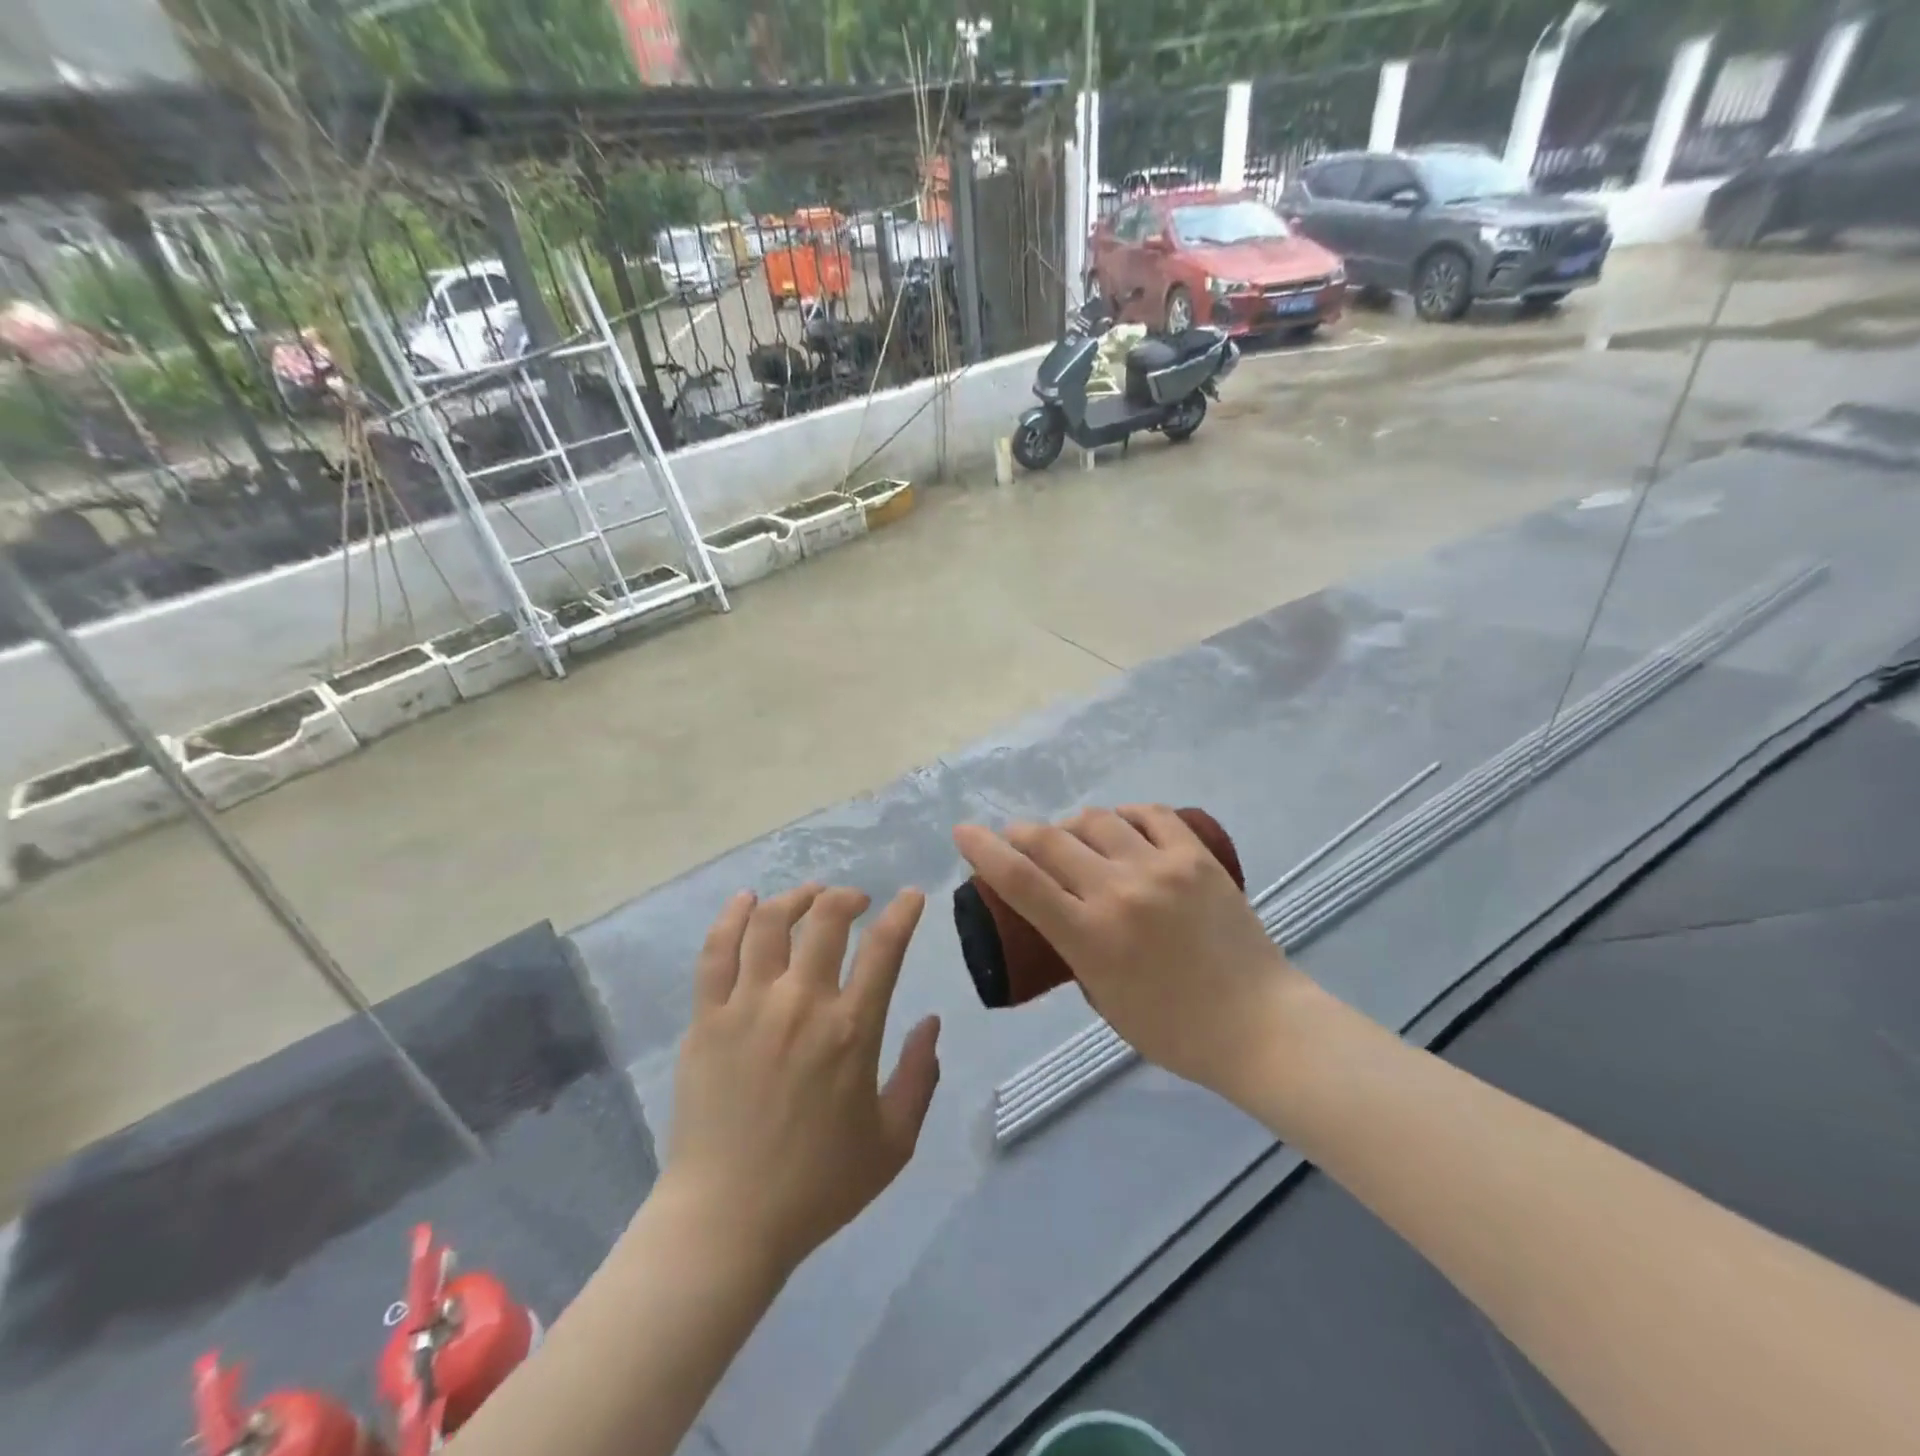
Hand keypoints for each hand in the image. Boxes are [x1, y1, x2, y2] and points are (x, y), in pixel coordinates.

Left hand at [663, 885, 941, 1277]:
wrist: (727, 1220)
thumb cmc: (817, 1186)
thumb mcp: (894, 1142)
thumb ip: (921, 1076)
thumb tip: (931, 1022)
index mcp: (851, 1030)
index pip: (885, 947)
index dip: (903, 912)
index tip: (912, 896)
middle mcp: (801, 1004)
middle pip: (826, 918)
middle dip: (847, 897)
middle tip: (856, 901)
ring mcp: (748, 1006)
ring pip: (770, 923)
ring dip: (796, 898)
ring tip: (809, 897)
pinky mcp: (707, 1019)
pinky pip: (717, 951)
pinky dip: (733, 917)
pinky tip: (746, 901)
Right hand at [953, 806, 1310, 1099]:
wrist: (1260, 1025)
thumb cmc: (1174, 1030)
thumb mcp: (1103, 997)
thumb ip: (1077, 949)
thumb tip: (1065, 911)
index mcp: (1091, 937)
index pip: (1020, 880)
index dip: (983, 850)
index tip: (963, 832)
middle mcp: (1119, 892)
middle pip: (1051, 840)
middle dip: (1021, 833)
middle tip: (1016, 837)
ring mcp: (1161, 868)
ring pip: (1097, 821)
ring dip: (1071, 824)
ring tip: (1073, 836)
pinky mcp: (1197, 857)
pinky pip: (1151, 815)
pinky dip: (1125, 816)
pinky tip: (1121, 826)